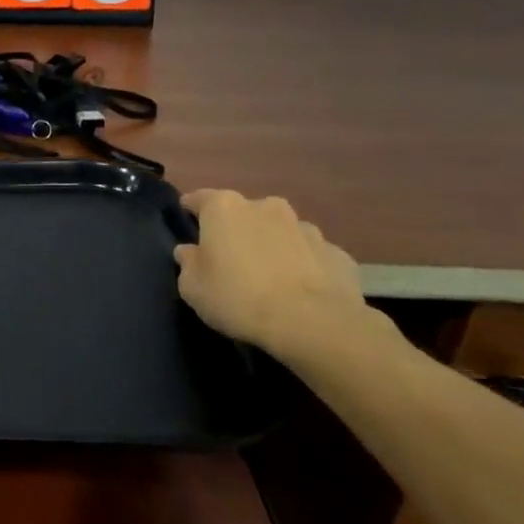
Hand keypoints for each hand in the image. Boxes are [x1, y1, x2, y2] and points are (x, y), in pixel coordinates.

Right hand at [172, 190, 367, 359]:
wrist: (313, 323)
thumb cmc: (239, 298)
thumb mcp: (193, 288)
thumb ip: (188, 263)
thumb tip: (190, 252)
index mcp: (224, 208)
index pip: (198, 199)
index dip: (190, 212)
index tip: (187, 227)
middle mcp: (265, 206)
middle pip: (242, 213)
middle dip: (235, 230)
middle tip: (230, 260)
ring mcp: (305, 227)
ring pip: (279, 231)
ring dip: (271, 245)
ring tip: (269, 278)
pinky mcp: (335, 252)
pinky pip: (309, 254)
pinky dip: (302, 265)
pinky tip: (300, 291)